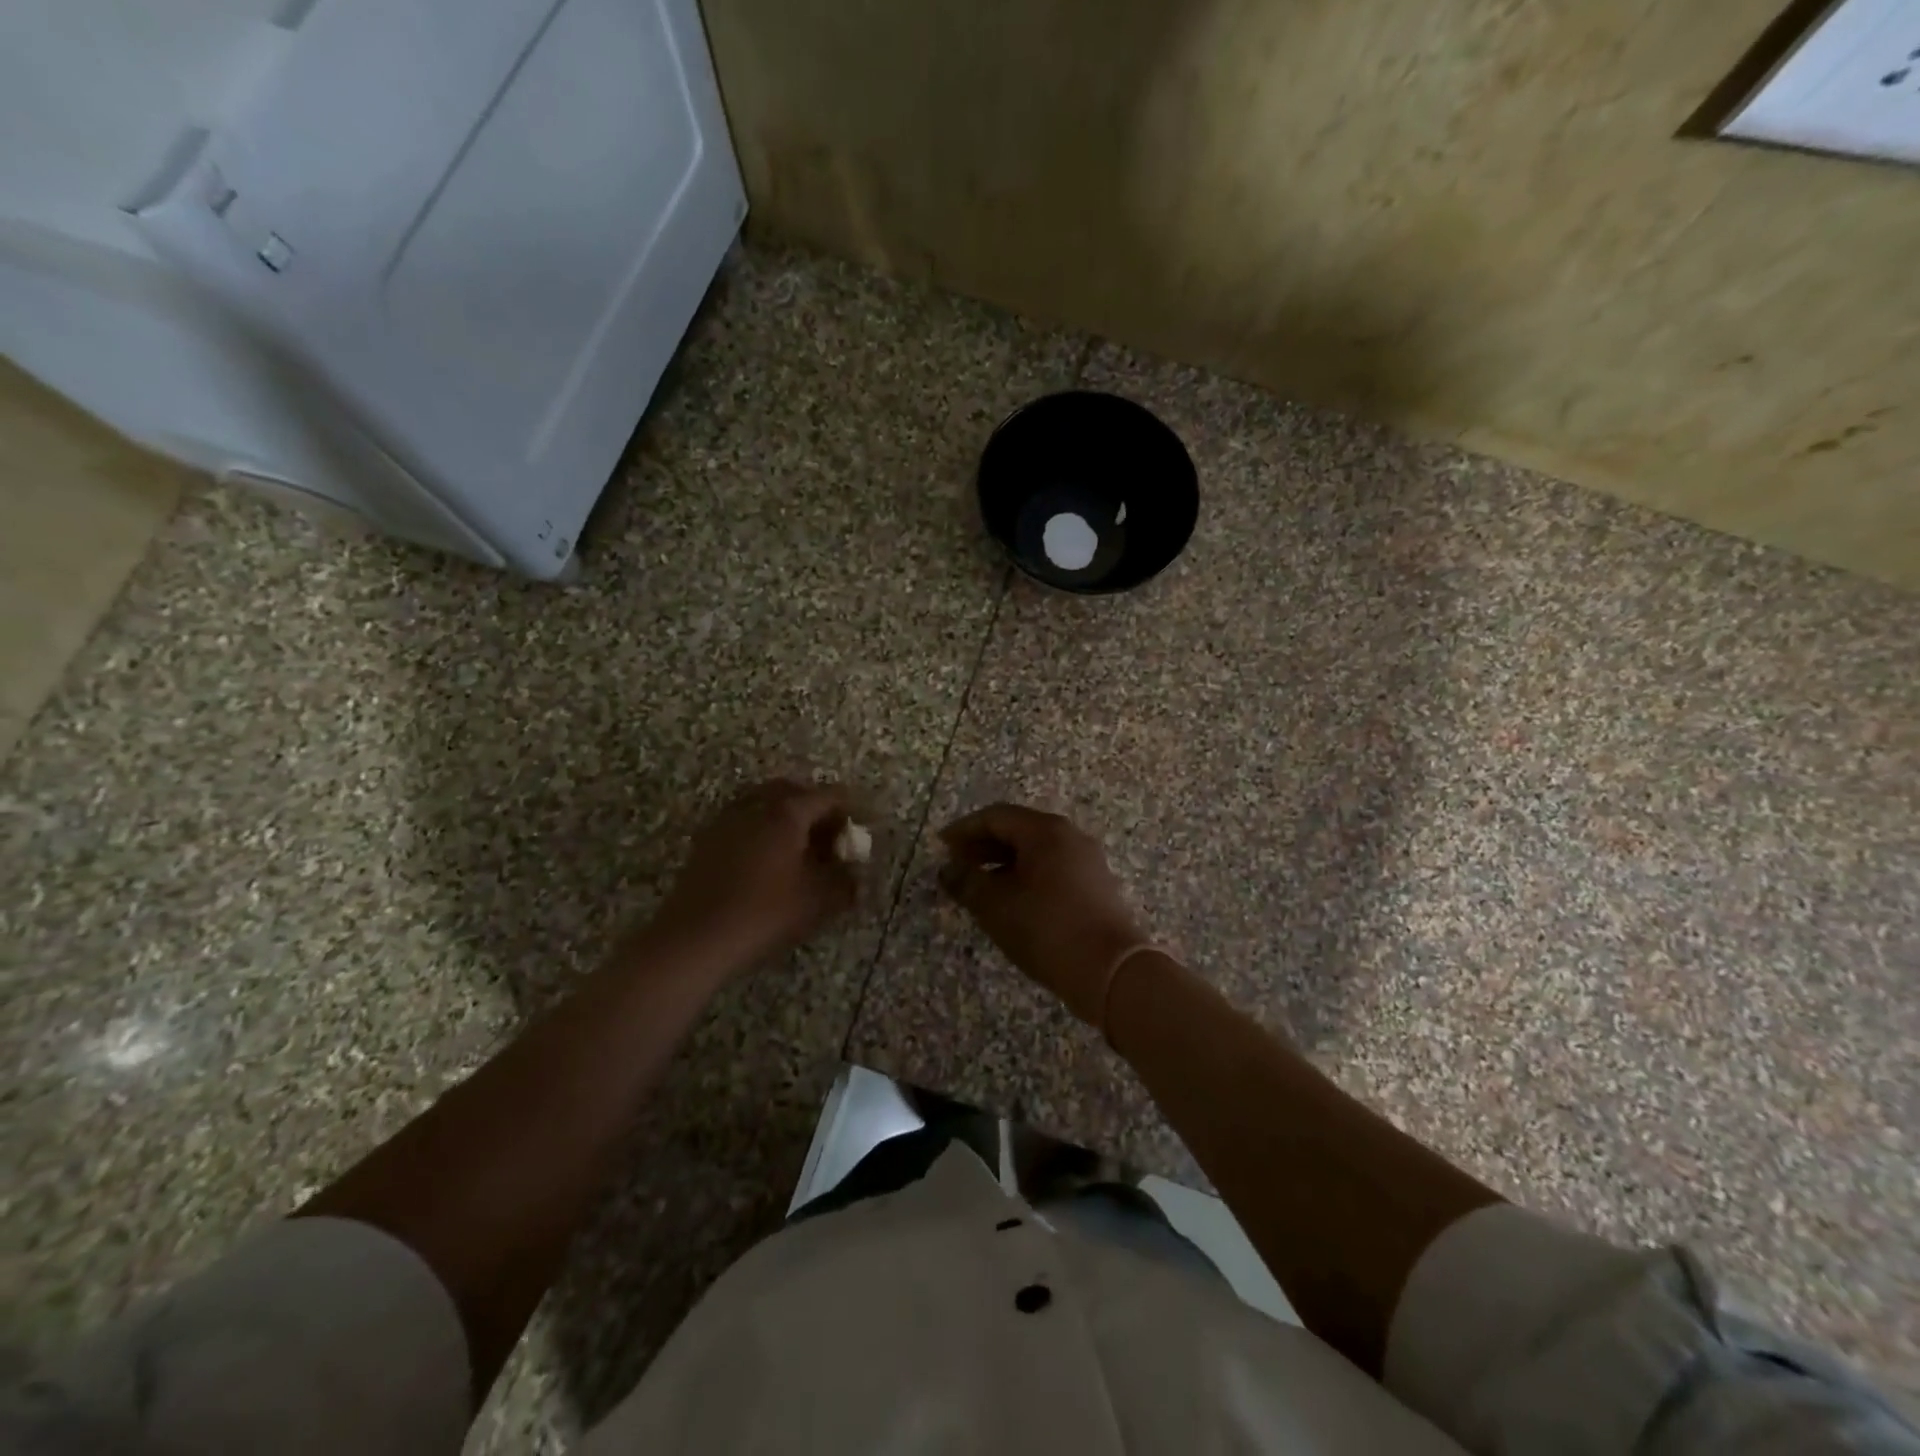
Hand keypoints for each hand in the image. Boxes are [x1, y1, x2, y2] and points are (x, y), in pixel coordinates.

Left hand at [652, 780, 860, 970]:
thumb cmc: (764, 914)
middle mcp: (756, 805)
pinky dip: (763, 832)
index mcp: (787, 811)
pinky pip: (744, 822)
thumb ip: (845, 882)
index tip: (862, 831)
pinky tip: (768, 864)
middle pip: (794, 793)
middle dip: (817, 810)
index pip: (829, 796)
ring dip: (787, 819)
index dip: (851, 811)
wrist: (694, 940)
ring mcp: (726, 820)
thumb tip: (854, 873)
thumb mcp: (818, 901)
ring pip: (765, 805)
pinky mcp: (706, 841)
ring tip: (800, 851)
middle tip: (831, 838)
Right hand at [938, 804, 1147, 1023]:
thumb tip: (949, 869)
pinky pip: (1053, 869)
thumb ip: (967, 881)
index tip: (941, 846)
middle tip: (957, 865)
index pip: (996, 817)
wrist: (1111, 971)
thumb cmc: (1046, 929)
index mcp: (1046, 831)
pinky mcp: (1097, 887)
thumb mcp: (995, 906)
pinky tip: (1012, 902)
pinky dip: (1026, 876)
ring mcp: (1088, 861)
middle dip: (984, 846)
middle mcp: (1070, 837)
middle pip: (1019, 830)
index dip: (965, 829)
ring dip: (1004, 863)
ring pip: (1037, 852)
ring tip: (980, 887)